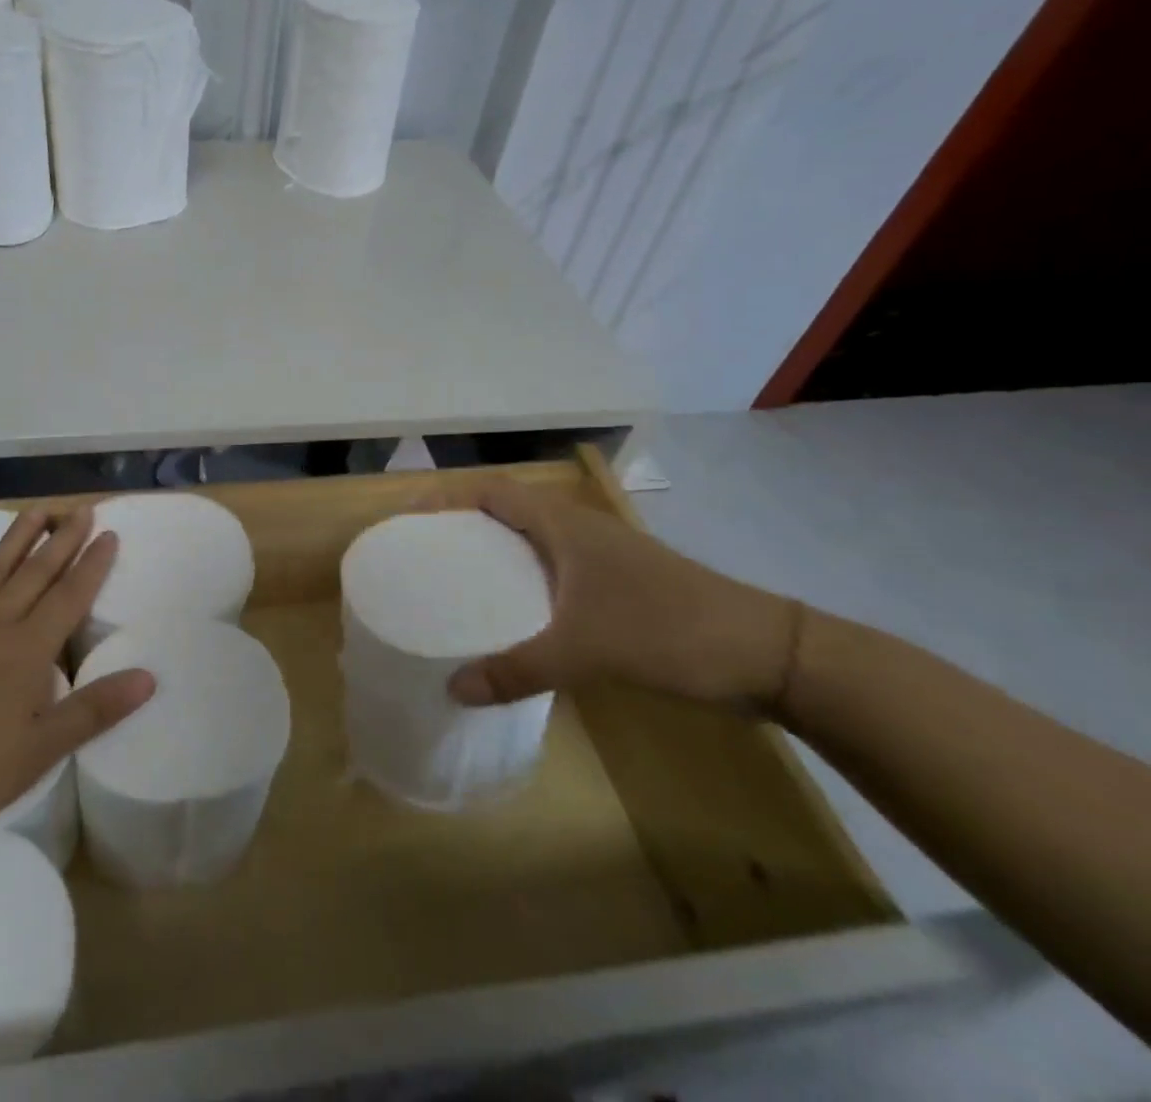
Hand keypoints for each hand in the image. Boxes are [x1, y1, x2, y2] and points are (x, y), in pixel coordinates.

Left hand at [0, 505, 154, 850]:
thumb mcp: (39, 752)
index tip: (109, 533)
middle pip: (34, 575)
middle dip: (61, 541)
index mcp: (26, 652)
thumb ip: (93, 710)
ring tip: (37, 511)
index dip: (92, 565)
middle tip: (81, 510)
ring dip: (15, 540)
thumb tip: (148, 676)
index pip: (69, 598)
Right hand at [445, 480, 802, 713]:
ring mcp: (602, 559)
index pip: (492, 492)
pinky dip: (523, 583)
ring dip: (494, 555)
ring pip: (531, 544)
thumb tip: (452, 689)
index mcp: (564, 526)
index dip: (448, 496)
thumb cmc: (669, 630)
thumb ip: (517, 670)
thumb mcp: (586, 651)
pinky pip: (553, 573)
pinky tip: (513, 618)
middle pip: (506, 513)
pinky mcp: (618, 587)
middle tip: (423, 555)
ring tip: (455, 584)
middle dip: (463, 526)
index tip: (410, 519)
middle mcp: (578, 531)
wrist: (770, 655)